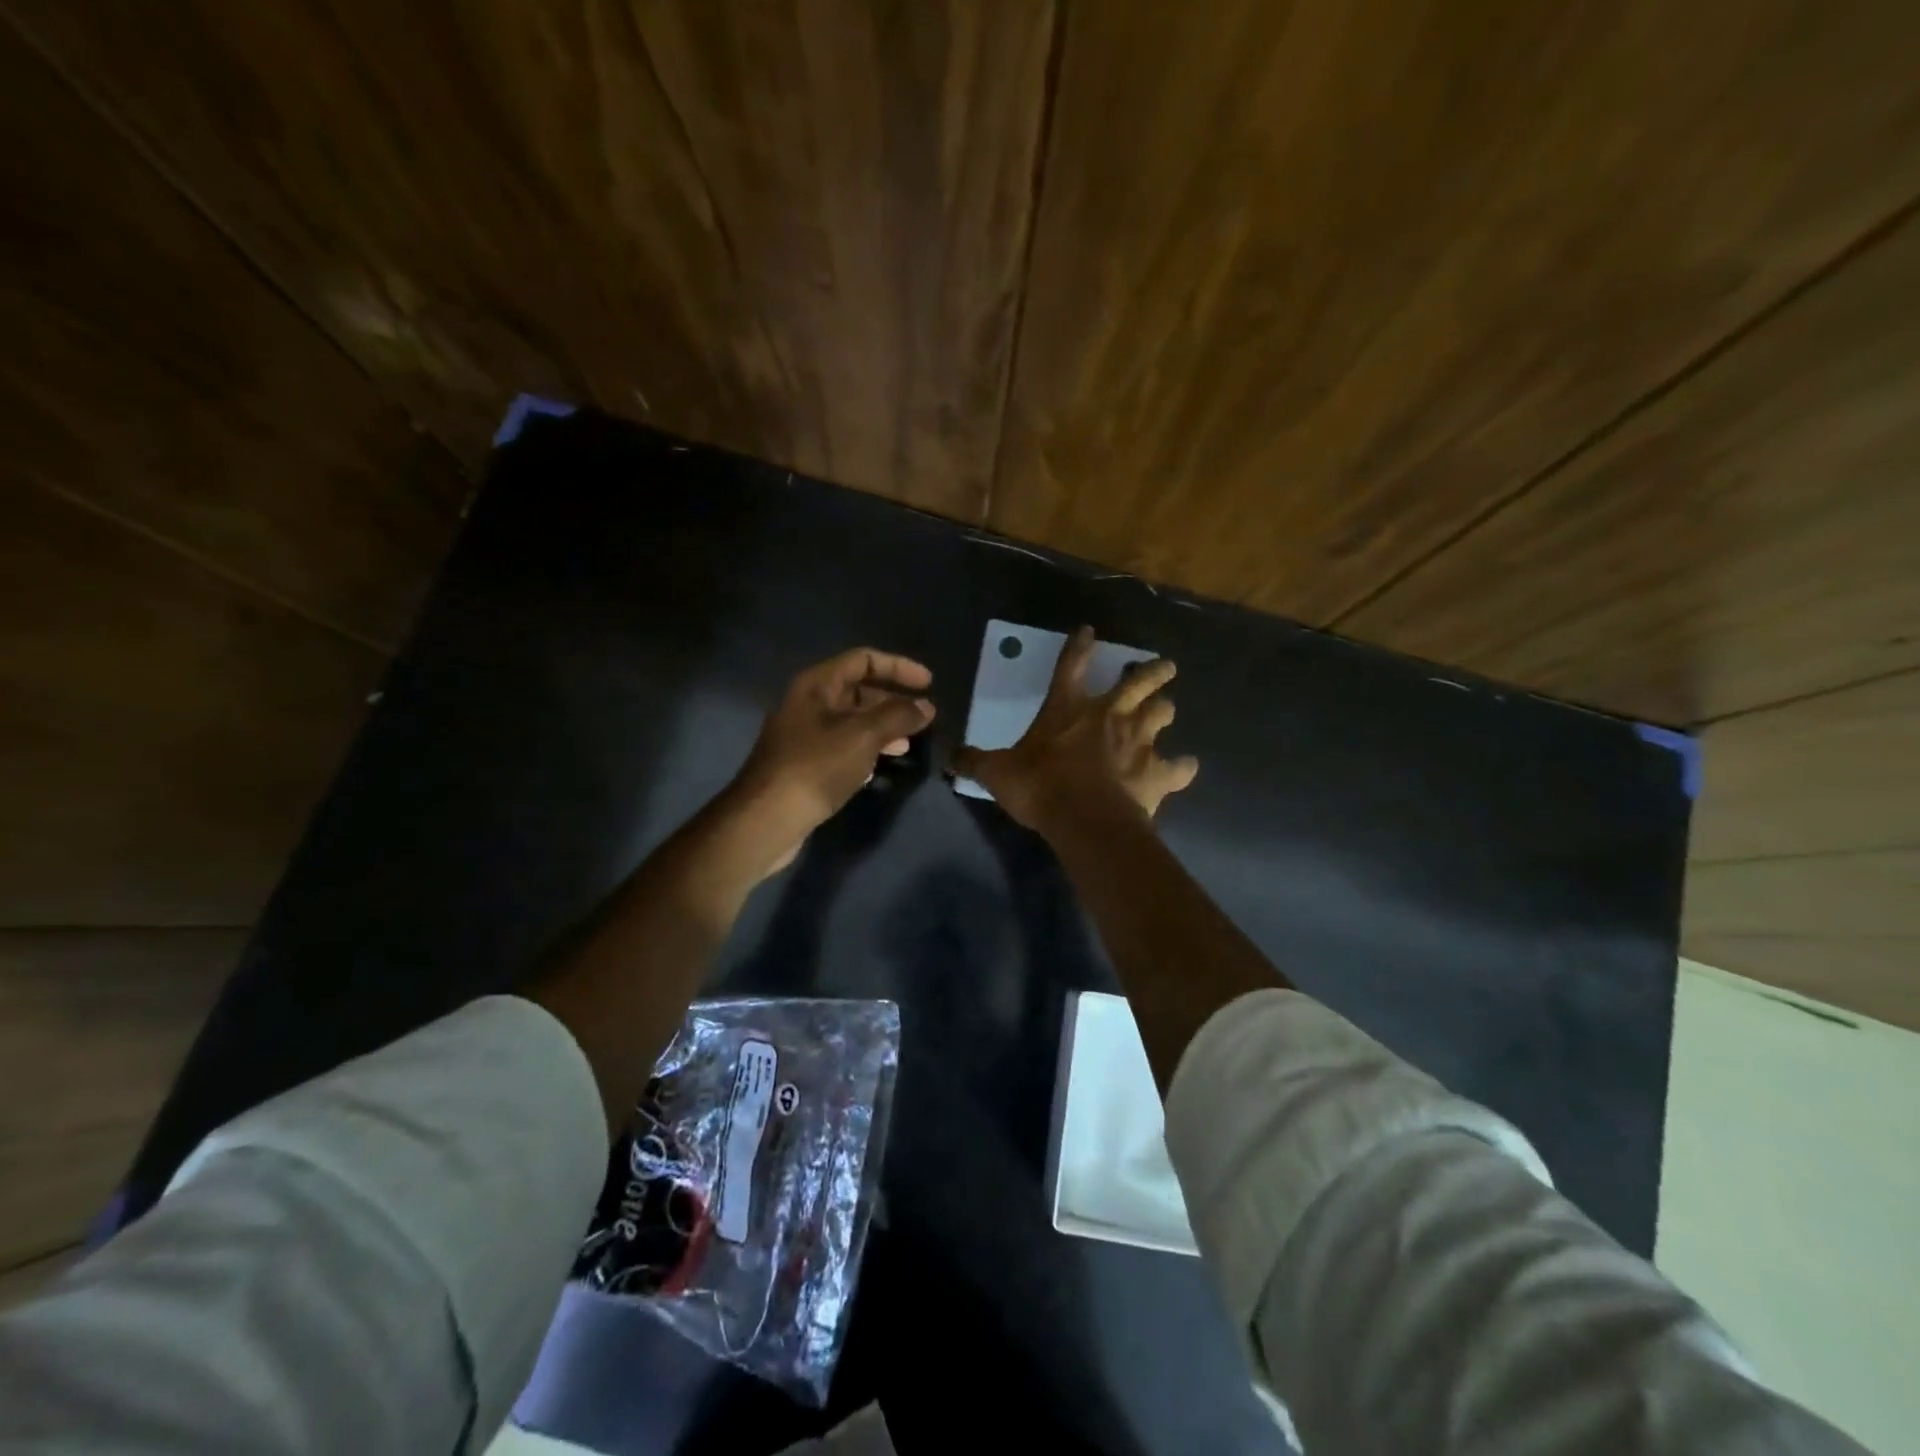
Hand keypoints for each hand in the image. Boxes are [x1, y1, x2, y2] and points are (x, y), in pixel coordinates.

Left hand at [730, 648, 935, 872]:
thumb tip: (926, 706)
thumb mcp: (863, 736)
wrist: (766, 819)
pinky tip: (879, 767)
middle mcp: (808, 703)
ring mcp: (804, 735)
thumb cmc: (815, 768)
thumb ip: (898, 716)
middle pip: (858, 690)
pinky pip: (842, 746)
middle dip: (892, 701)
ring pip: (852, 721)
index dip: (898, 667)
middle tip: (921, 718)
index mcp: (816, 685)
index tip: (929, 684)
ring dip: (882, 728)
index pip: (863, 659)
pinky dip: (865, 750)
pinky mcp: (805, 764)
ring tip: (907, 744)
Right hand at [955, 625, 1196, 833]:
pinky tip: (1184, 767)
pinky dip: (1182, 767)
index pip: (1072, 666)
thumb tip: (950, 757)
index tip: (1088, 631)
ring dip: (1165, 709)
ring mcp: (1139, 742)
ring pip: (1163, 714)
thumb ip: (975, 762)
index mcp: (1069, 708)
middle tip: (1165, 665)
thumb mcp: (997, 774)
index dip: (1079, 646)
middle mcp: (1109, 716)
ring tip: (1168, 708)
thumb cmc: (1041, 787)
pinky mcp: (1157, 773)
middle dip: (1153, 671)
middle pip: (1139, 682)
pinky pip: (1179, 767)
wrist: (1086, 820)